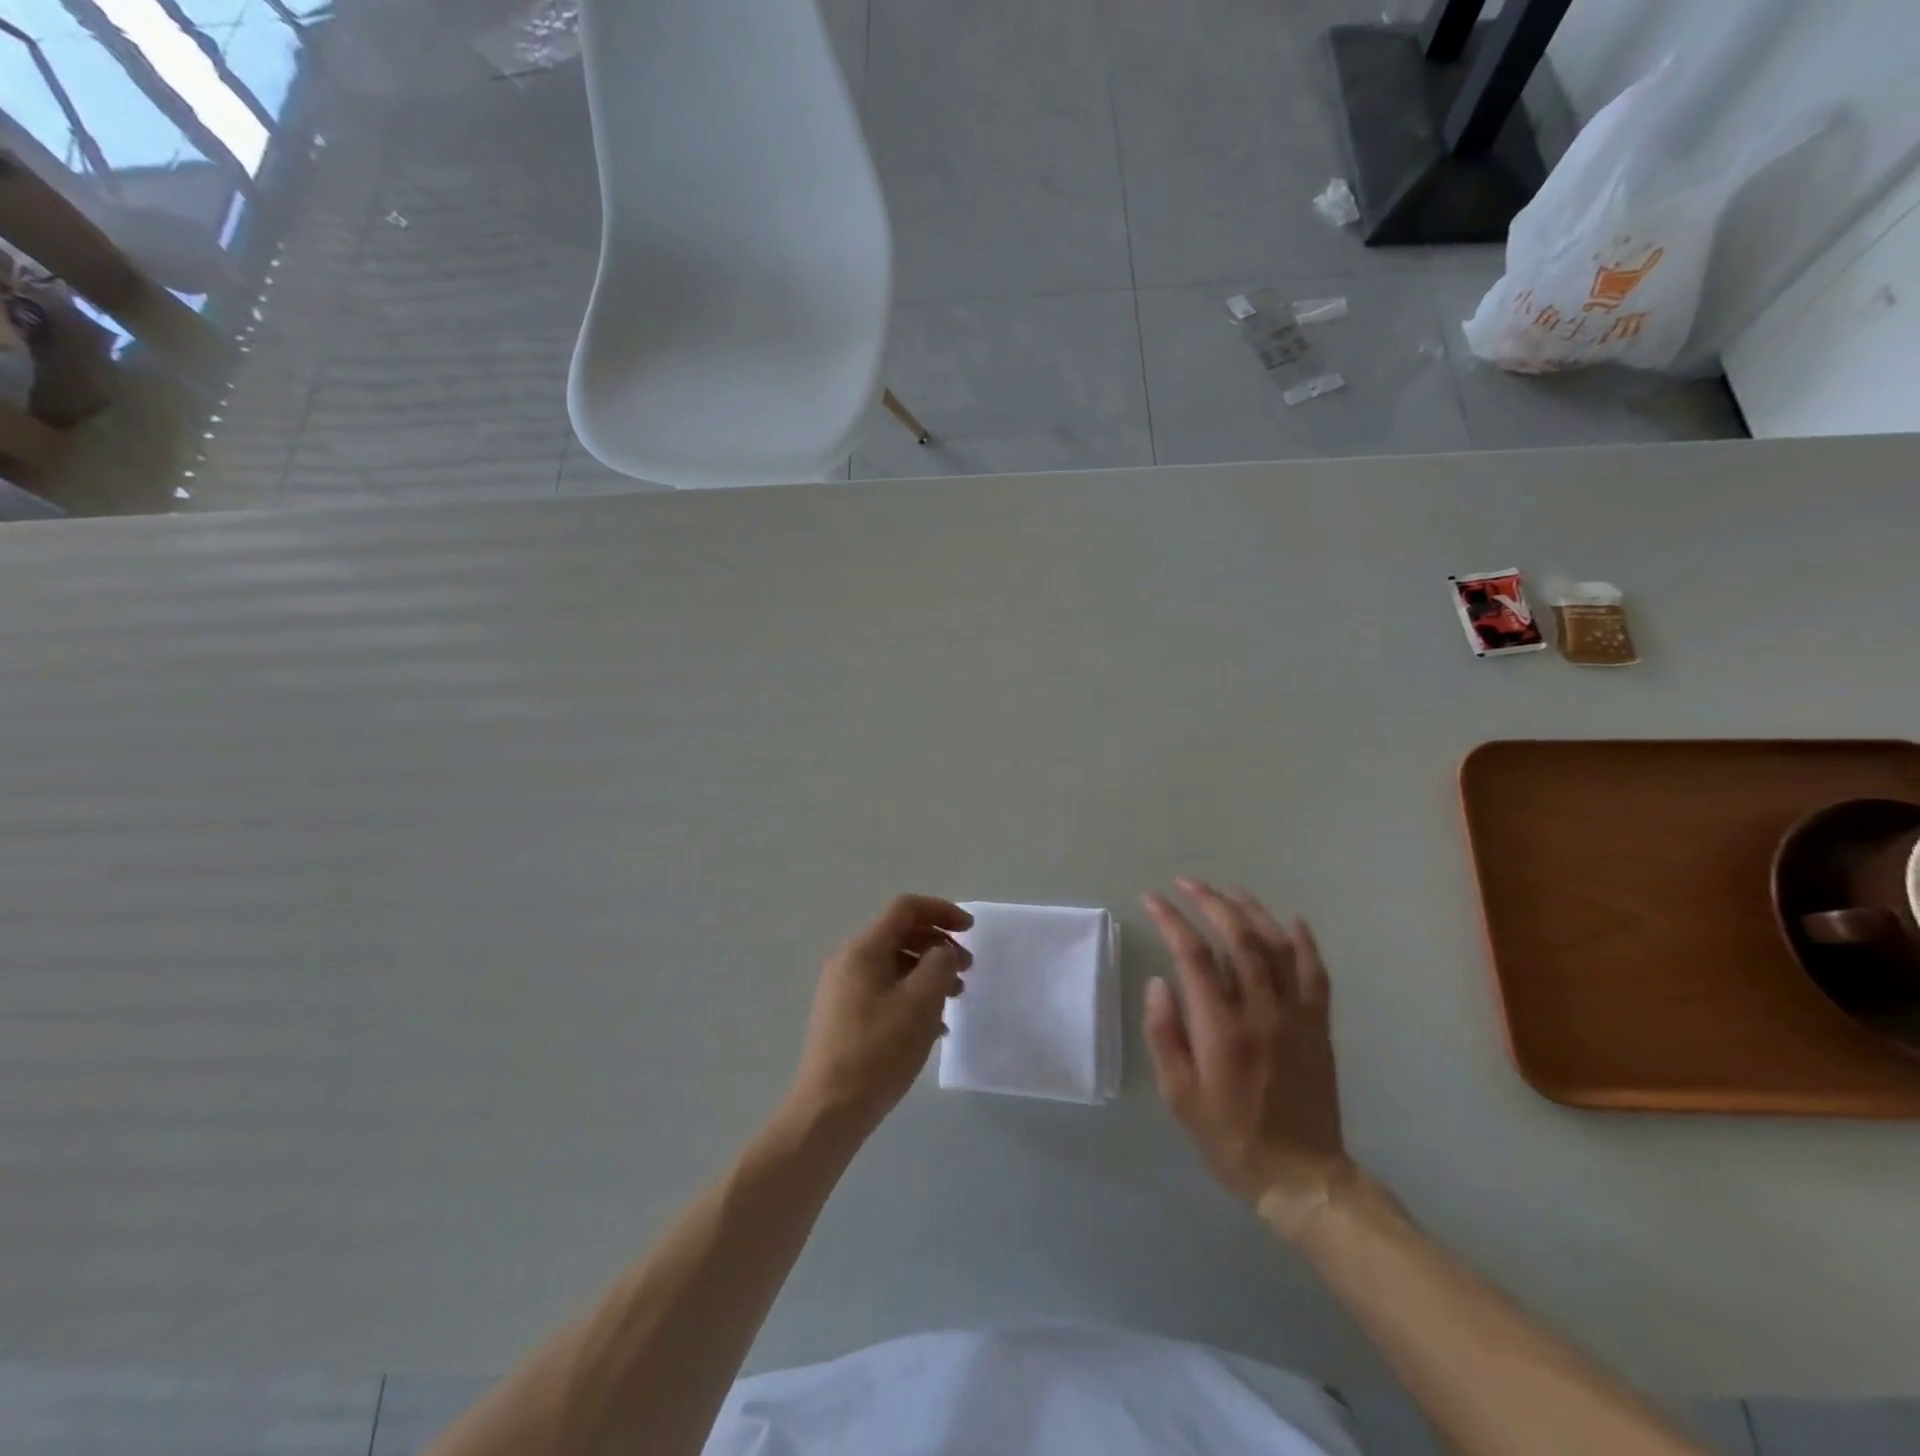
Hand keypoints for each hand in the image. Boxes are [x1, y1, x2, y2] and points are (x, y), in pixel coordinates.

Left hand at [785, 894, 973, 1136]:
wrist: (829, 1109)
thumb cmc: (879, 1049)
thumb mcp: (921, 1002)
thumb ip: (939, 964)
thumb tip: (942, 951)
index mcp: (864, 948)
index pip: (905, 908)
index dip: (942, 911)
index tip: (971, 930)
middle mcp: (849, 960)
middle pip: (900, 934)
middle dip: (938, 944)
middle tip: (968, 968)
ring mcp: (843, 989)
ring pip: (894, 964)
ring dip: (928, 972)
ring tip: (955, 997)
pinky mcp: (843, 1015)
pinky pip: (884, 989)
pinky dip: (912, 995)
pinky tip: (934, 1025)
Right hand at [1142, 879, 1351, 1238]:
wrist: (1301, 1176)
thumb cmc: (1229, 1137)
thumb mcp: (1179, 1096)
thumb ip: (1164, 1035)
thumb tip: (1159, 982)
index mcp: (1221, 1028)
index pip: (1191, 955)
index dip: (1170, 920)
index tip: (1151, 899)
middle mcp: (1261, 1011)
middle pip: (1237, 938)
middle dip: (1209, 902)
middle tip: (1186, 883)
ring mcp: (1295, 1015)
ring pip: (1277, 945)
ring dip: (1251, 911)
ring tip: (1228, 891)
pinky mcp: (1318, 1025)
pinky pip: (1316, 973)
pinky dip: (1304, 942)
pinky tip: (1291, 921)